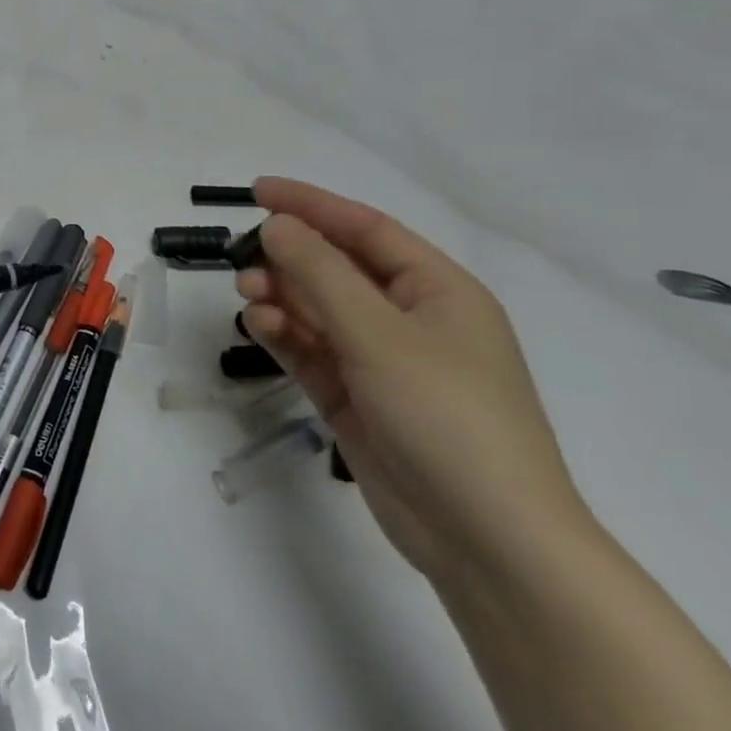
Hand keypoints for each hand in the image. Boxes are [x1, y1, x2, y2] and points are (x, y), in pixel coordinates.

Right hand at [236, 178, 592, 586]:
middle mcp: (410, 319)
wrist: (487, 540)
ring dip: (282, 297)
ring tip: (249, 297)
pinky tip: (260, 328)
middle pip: (337, 269)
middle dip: (289, 259)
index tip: (258, 190)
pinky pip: (312, 350)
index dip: (312, 205)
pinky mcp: (357, 398)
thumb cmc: (447, 417)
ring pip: (318, 310)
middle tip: (243, 260)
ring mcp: (382, 361)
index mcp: (438, 291)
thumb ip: (321, 274)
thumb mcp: (379, 335)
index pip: (366, 229)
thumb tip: (278, 224)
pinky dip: (284, 335)